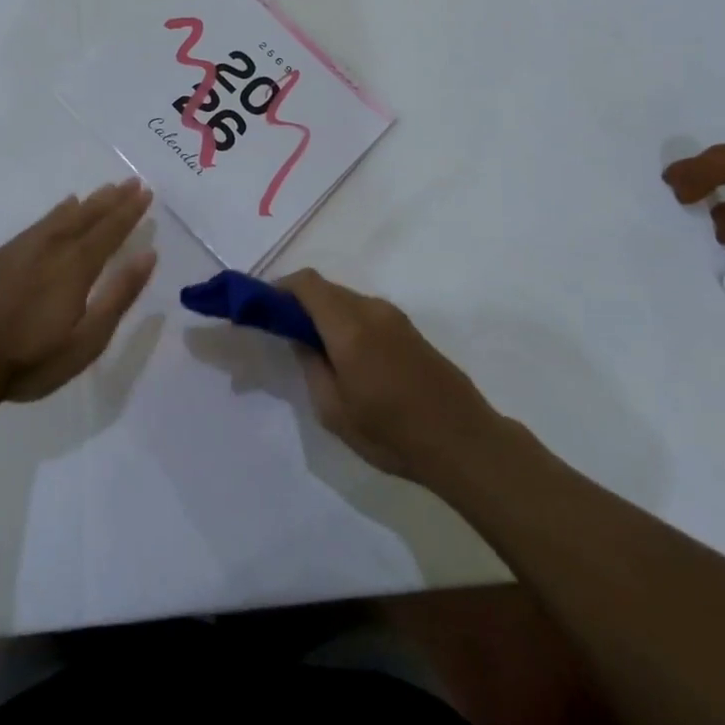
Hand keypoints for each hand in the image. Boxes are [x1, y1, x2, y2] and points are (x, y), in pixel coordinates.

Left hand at [0, 178, 155, 405]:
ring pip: (61, 216)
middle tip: (131, 182)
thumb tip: (148, 254)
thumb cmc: (28, 359)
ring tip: (103, 190)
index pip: (110, 230)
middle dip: (112, 199)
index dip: (130, 211)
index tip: (146, 192)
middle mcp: (51, 247)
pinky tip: (59, 211)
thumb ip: (119, 295)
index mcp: (76, 266)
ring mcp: (20, 249)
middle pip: (87, 216)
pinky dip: (55, 213)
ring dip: (86, 202)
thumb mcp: (86, 340)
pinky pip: (38, 224)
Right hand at [281, 269, 509, 483]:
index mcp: (349, 326)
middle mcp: (371, 309)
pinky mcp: (409, 329)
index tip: (261, 307)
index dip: (279, 288)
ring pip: (346, 300)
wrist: (463, 441)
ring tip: (315, 350)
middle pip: (325, 289)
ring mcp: (393, 317)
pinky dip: (345, 322)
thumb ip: (311, 366)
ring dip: (324, 313)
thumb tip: (300, 338)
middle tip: (283, 332)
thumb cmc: (392, 433)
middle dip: (299, 302)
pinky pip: (365, 312)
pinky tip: (346, 357)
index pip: (307, 283)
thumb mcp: (334, 411)